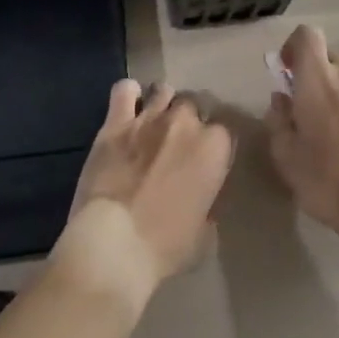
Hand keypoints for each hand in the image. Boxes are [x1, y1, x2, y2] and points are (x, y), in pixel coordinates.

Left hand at [53, 80, 233, 311]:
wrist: (114, 244)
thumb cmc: (165, 247)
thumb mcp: (204, 235)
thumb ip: (208, 203)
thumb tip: (202, 196)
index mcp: (213, 148)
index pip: (224, 131)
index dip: (214, 146)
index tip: (207, 160)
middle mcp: (184, 122)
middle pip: (193, 105)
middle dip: (189, 122)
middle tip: (178, 144)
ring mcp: (149, 117)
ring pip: (164, 91)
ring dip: (163, 104)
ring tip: (155, 123)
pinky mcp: (116, 121)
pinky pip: (125, 90)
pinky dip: (129, 95)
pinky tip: (128, 108)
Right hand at [265, 25, 338, 248]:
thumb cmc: (328, 178)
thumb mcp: (286, 155)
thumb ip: (278, 120)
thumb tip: (281, 100)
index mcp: (318, 77)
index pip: (306, 35)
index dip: (292, 46)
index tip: (284, 71)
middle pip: (326, 58)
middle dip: (311, 75)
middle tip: (300, 107)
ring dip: (331, 95)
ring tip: (323, 132)